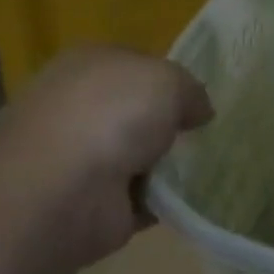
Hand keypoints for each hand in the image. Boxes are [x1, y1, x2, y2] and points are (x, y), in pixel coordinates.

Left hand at [0, 46, 212, 265]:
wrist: (61, 191)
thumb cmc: (111, 114)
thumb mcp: (167, 80)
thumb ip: (190, 90)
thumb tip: (199, 111)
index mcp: (90, 65)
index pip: (137, 65)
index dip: (170, 79)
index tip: (200, 97)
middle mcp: (82, 109)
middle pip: (137, 113)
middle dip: (169, 124)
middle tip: (211, 133)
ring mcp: (85, 161)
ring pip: (140, 157)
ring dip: (169, 166)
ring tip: (213, 166)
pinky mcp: (94, 207)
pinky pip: (142, 199)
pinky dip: (164, 203)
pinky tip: (194, 199)